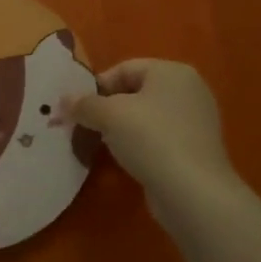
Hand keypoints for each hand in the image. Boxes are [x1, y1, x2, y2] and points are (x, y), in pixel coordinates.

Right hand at [65, 60, 241, 233]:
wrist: (194, 192)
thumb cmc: (151, 139)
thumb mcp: (109, 115)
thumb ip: (83, 104)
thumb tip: (64, 101)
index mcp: (172, 72)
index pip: (123, 69)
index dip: (96, 87)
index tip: (77, 109)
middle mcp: (188, 90)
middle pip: (135, 92)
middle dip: (106, 109)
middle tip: (86, 127)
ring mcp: (196, 121)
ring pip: (146, 117)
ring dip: (121, 128)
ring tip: (103, 145)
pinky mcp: (196, 149)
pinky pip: (159, 138)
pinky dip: (140, 145)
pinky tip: (128, 160)